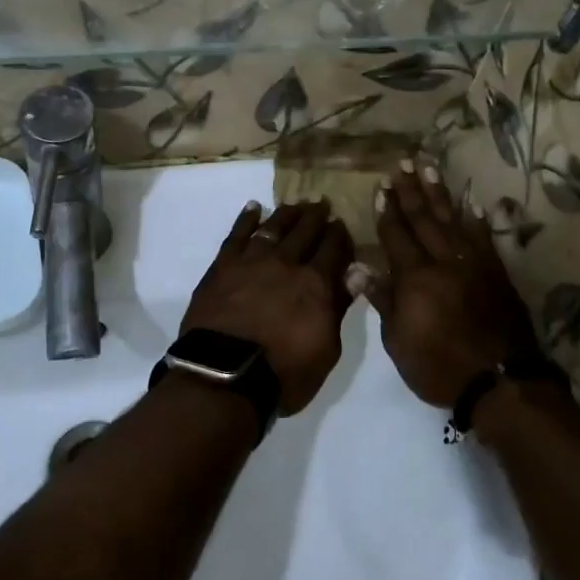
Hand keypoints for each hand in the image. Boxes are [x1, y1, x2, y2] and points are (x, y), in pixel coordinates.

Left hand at [182, 200, 354, 416]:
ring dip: (287, 213)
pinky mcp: (223, 265)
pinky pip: (237, 234)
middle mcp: (286, 263)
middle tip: (322, 204)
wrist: (224, 375)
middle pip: (305, 231)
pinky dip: (246, 218)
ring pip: (274, 226)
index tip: (342, 224)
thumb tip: (356, 273)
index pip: (333, 249)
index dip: (339, 235)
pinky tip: (253, 207)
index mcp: (316, 284)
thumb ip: (339, 307)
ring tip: (295, 204)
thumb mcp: (326, 349)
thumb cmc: (283, 373)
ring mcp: (252, 261)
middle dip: (316, 217)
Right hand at [349, 161, 541, 406]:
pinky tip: (471, 203)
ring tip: (430, 169)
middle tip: (403, 164)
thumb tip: (355, 266)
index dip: (387, 212)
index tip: (381, 187)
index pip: (396, 236)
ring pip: (453, 221)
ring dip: (440, 194)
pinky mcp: (496, 273)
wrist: (500, 381)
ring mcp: (473, 264)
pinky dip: (476, 218)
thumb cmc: (438, 366)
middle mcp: (443, 261)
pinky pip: (484, 237)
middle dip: (410, 192)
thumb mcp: (398, 340)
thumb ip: (381, 298)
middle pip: (424, 220)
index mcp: (414, 277)